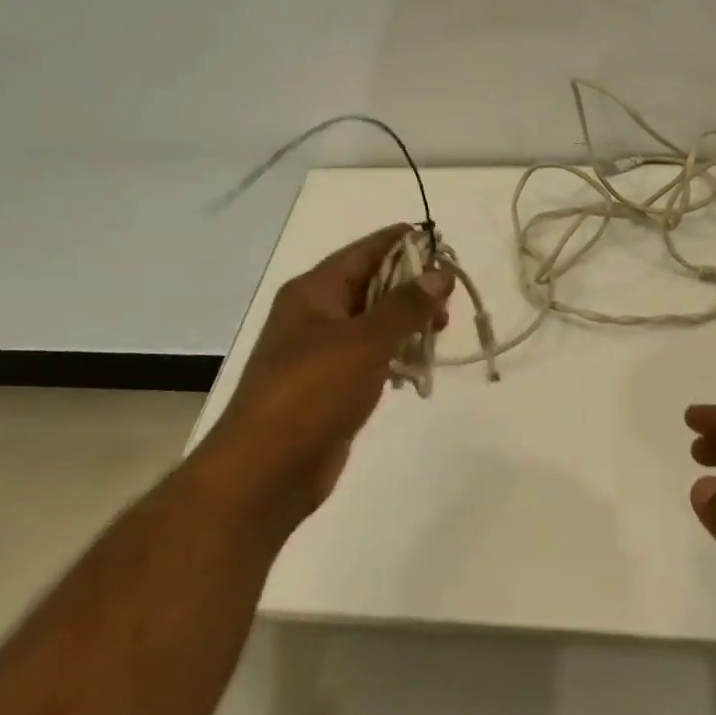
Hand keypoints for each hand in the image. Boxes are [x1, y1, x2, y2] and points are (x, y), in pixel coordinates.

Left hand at [200, 225, 452, 539]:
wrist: (266, 470)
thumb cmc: (313, 392)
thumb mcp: (365, 341)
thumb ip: (406, 305)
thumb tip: (440, 272)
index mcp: (315, 291)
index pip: (366, 251)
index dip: (405, 244)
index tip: (445, 246)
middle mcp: (316, 314)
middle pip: (372, 284)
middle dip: (412, 288)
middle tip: (449, 302)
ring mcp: (321, 351)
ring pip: (373, 323)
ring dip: (407, 323)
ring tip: (439, 333)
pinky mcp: (330, 386)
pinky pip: (369, 357)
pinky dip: (394, 355)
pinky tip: (417, 366)